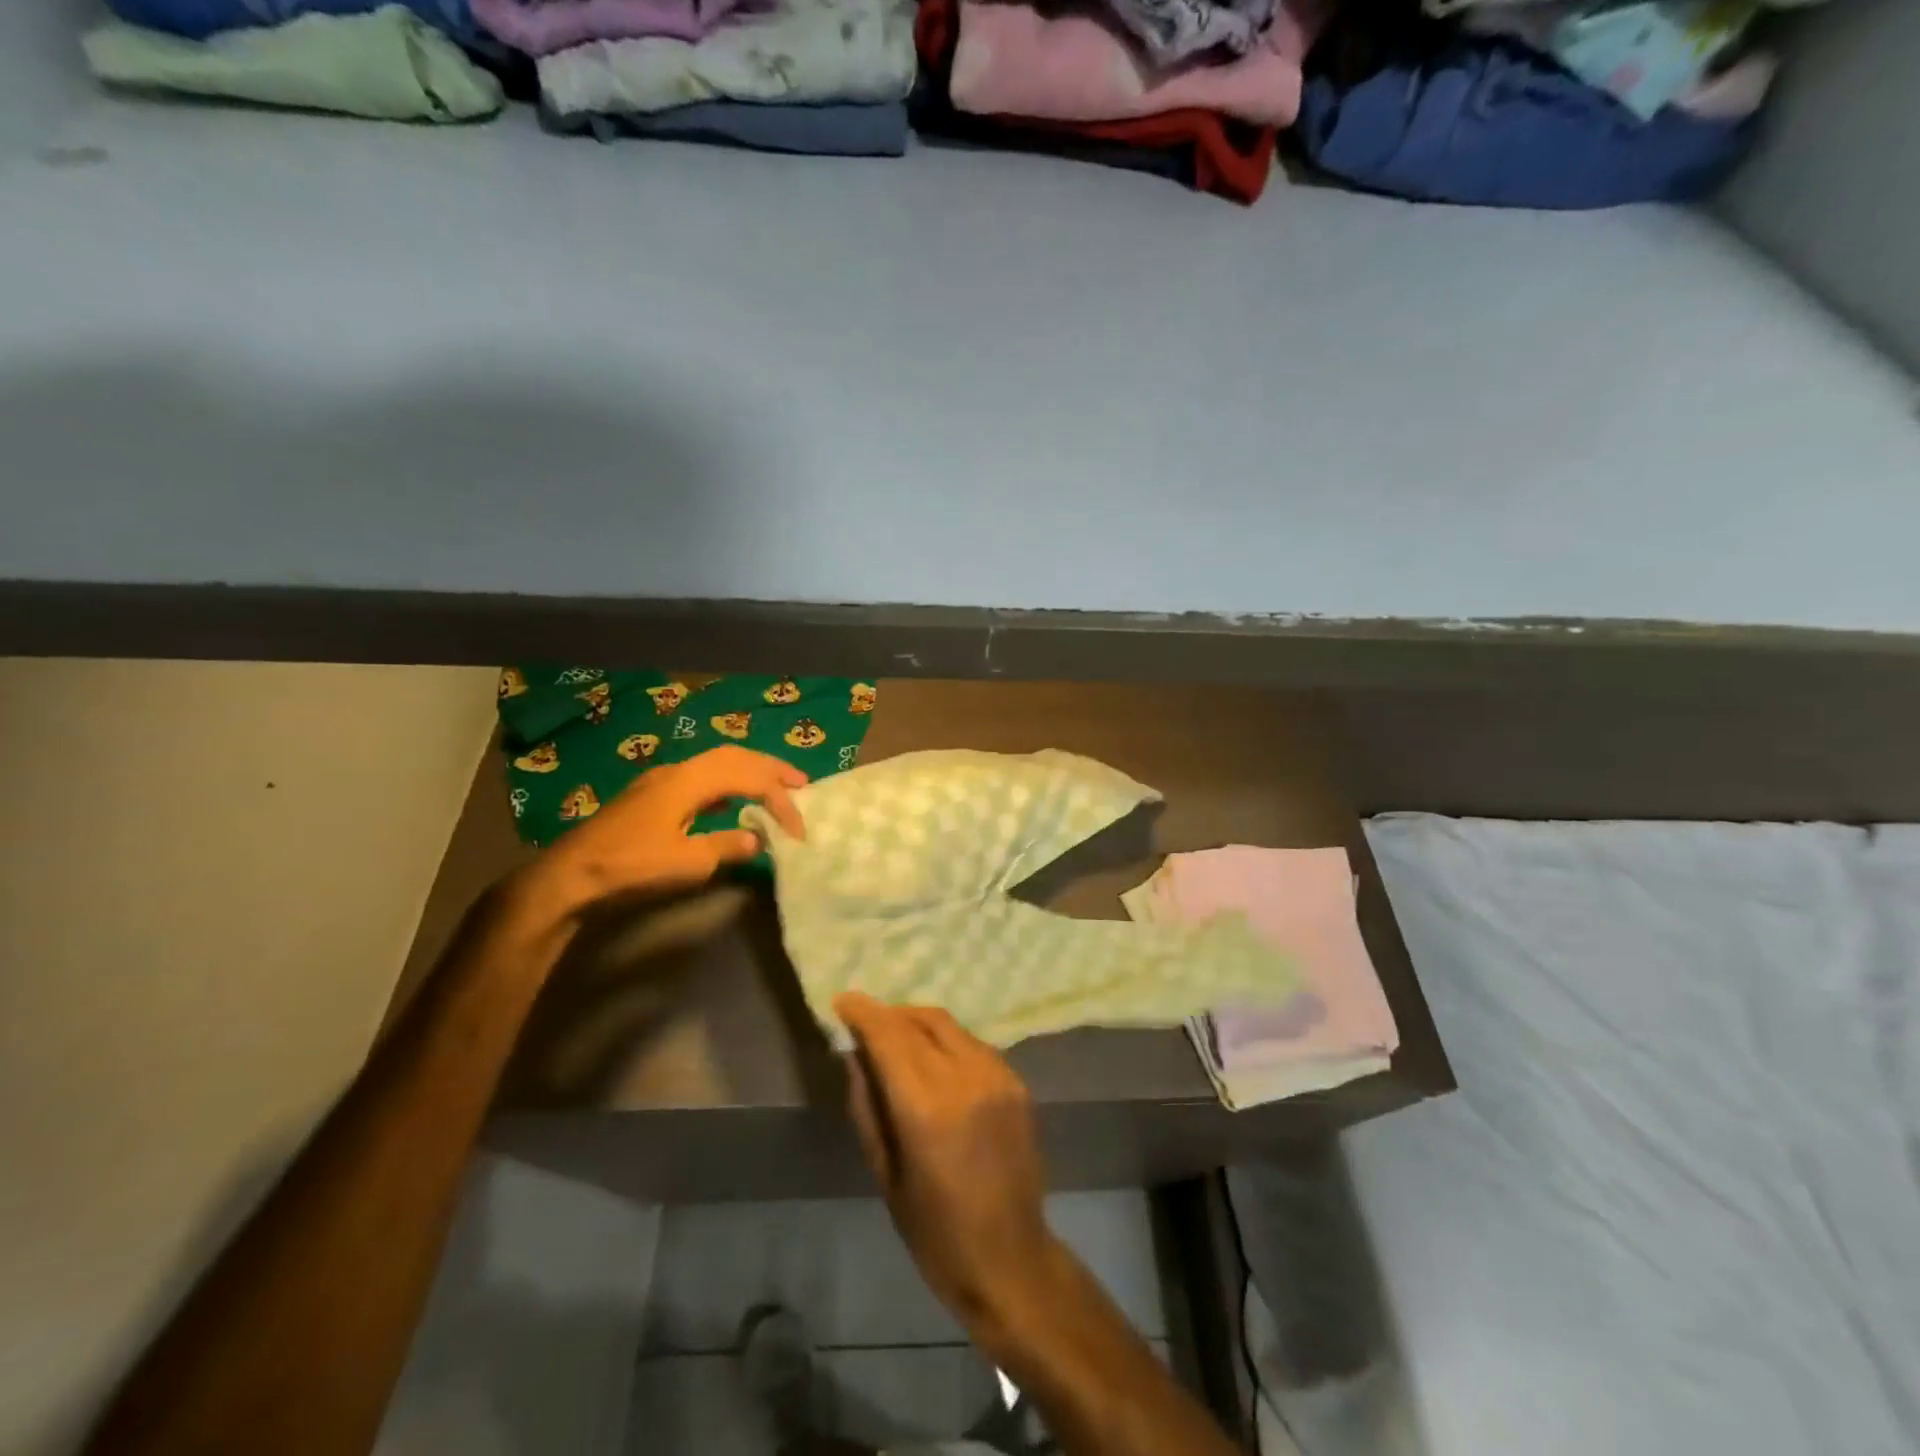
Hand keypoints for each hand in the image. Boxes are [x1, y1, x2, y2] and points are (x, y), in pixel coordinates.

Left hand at [516, 746, 806, 919]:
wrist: (570, 876)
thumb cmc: (631, 867)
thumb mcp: (688, 863)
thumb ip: (727, 846)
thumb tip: (758, 839)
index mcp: (690, 781)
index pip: (750, 779)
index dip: (780, 800)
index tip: (798, 830)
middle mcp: (678, 771)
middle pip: (735, 756)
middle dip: (771, 767)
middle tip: (802, 783)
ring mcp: (661, 780)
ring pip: (717, 762)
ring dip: (750, 770)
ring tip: (775, 785)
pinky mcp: (651, 795)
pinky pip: (702, 775)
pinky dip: (728, 780)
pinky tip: (733, 800)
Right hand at [836, 993, 1060, 1331]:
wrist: (1011, 1260)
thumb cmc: (936, 1232)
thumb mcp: (886, 1174)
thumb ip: (867, 1106)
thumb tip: (855, 1054)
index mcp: (928, 1107)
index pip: (890, 1037)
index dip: (863, 1012)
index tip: (842, 1000)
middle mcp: (966, 1078)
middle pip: (921, 1021)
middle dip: (889, 1014)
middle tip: (865, 1020)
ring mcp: (998, 1076)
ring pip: (949, 1026)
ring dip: (917, 1022)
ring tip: (895, 1037)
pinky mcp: (1017, 1082)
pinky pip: (972, 1044)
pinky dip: (945, 1040)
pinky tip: (932, 1059)